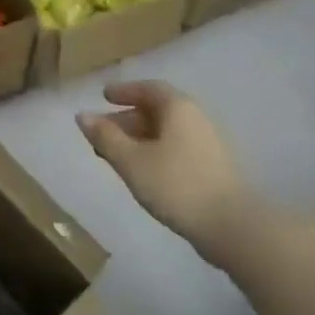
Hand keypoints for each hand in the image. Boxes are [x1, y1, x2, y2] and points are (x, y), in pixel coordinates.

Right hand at [77, 81, 253, 264]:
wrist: (231, 225)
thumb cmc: (175, 184)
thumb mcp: (131, 160)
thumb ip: (105, 136)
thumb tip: (83, 115)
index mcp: (178, 108)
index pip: (149, 88)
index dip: (124, 90)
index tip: (104, 96)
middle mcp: (196, 118)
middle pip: (157, 109)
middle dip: (127, 118)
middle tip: (102, 133)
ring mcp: (208, 143)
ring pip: (167, 131)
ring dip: (140, 137)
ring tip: (117, 155)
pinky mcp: (213, 166)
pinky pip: (177, 147)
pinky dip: (155, 150)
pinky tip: (142, 170)